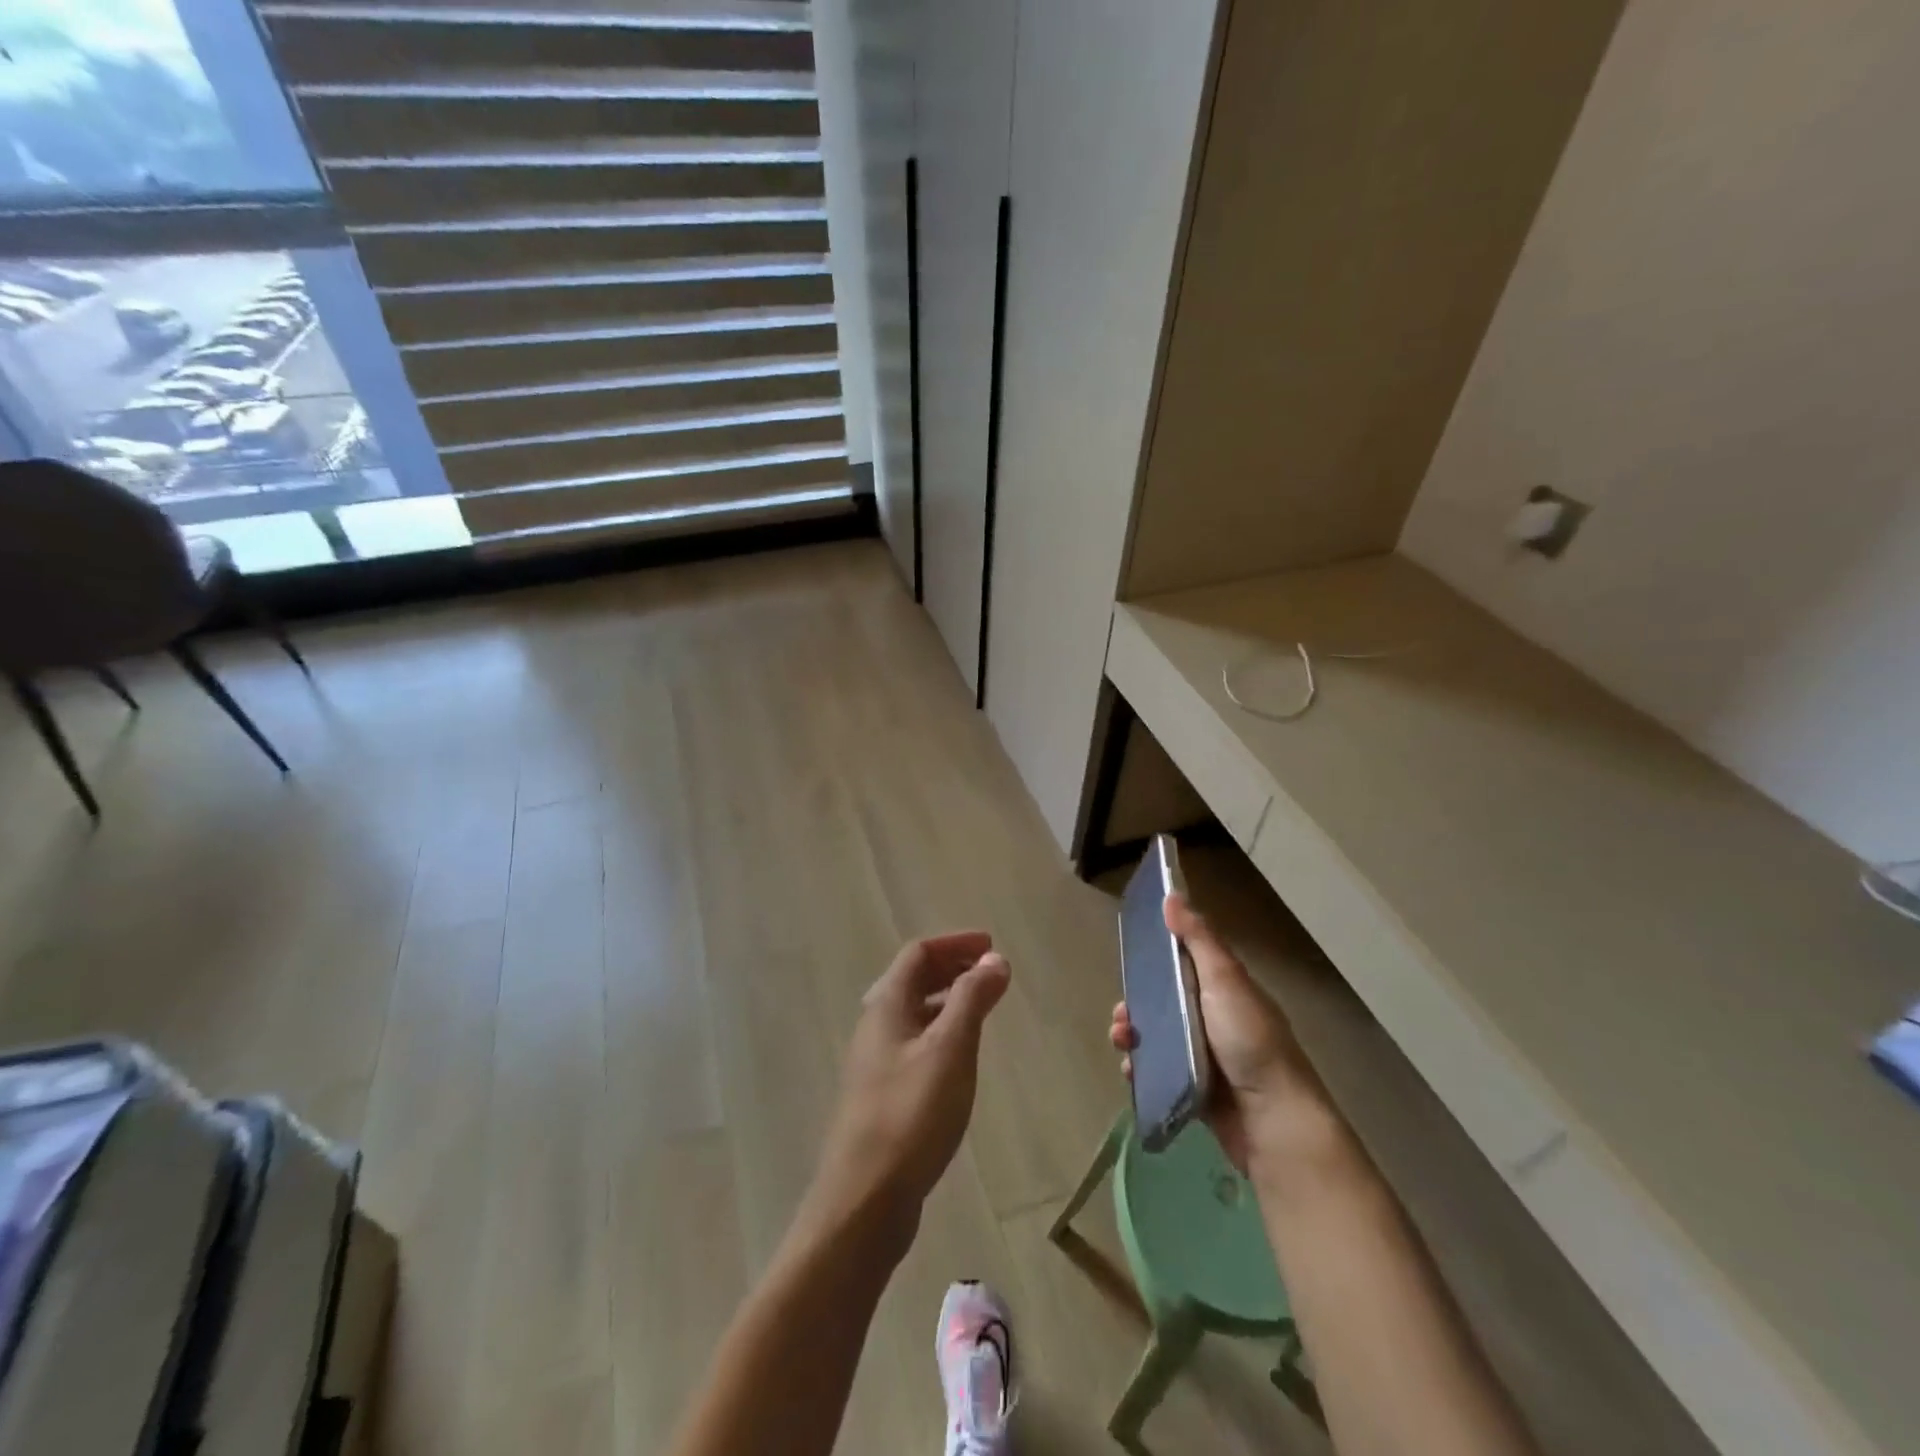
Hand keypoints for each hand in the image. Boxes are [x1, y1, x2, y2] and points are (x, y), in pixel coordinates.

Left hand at [811, 932, 1010, 1240]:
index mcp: (886, 1005)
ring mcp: (876, 1061)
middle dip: (952, 968)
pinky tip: (960, 1056)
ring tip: (983, 1008)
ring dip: (948, 1000)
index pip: (918, 953)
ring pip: (914, 1013)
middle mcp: (876, 1025)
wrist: (864, 1200)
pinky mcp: (882, 1094)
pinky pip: (915, 1043)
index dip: (955, 943)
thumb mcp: (950, 1049)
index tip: (991, 946)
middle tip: (991, 973)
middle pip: (913, 979)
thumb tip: (994, 958)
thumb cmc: (911, 1115)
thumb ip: (972, 999)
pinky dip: (941, 1031)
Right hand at [1109, 893, 1317, 1171]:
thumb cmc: (1249, 1042)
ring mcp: (1205, 1057)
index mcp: (1225, 990)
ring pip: (1157, 1037)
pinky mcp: (1195, 1089)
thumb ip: (1198, 940)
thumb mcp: (1225, 981)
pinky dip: (1142, 1070)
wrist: (1272, 1122)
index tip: (1131, 957)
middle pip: (1165, 1002)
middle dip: (1137, 1004)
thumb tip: (1172, 895)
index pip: (1185, 964)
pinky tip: (1132, 1071)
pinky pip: (1159, 1072)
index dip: (1157, 959)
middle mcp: (1215, 1020)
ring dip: (1133, 1035)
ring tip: (1122, 1042)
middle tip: (1121, 1014)